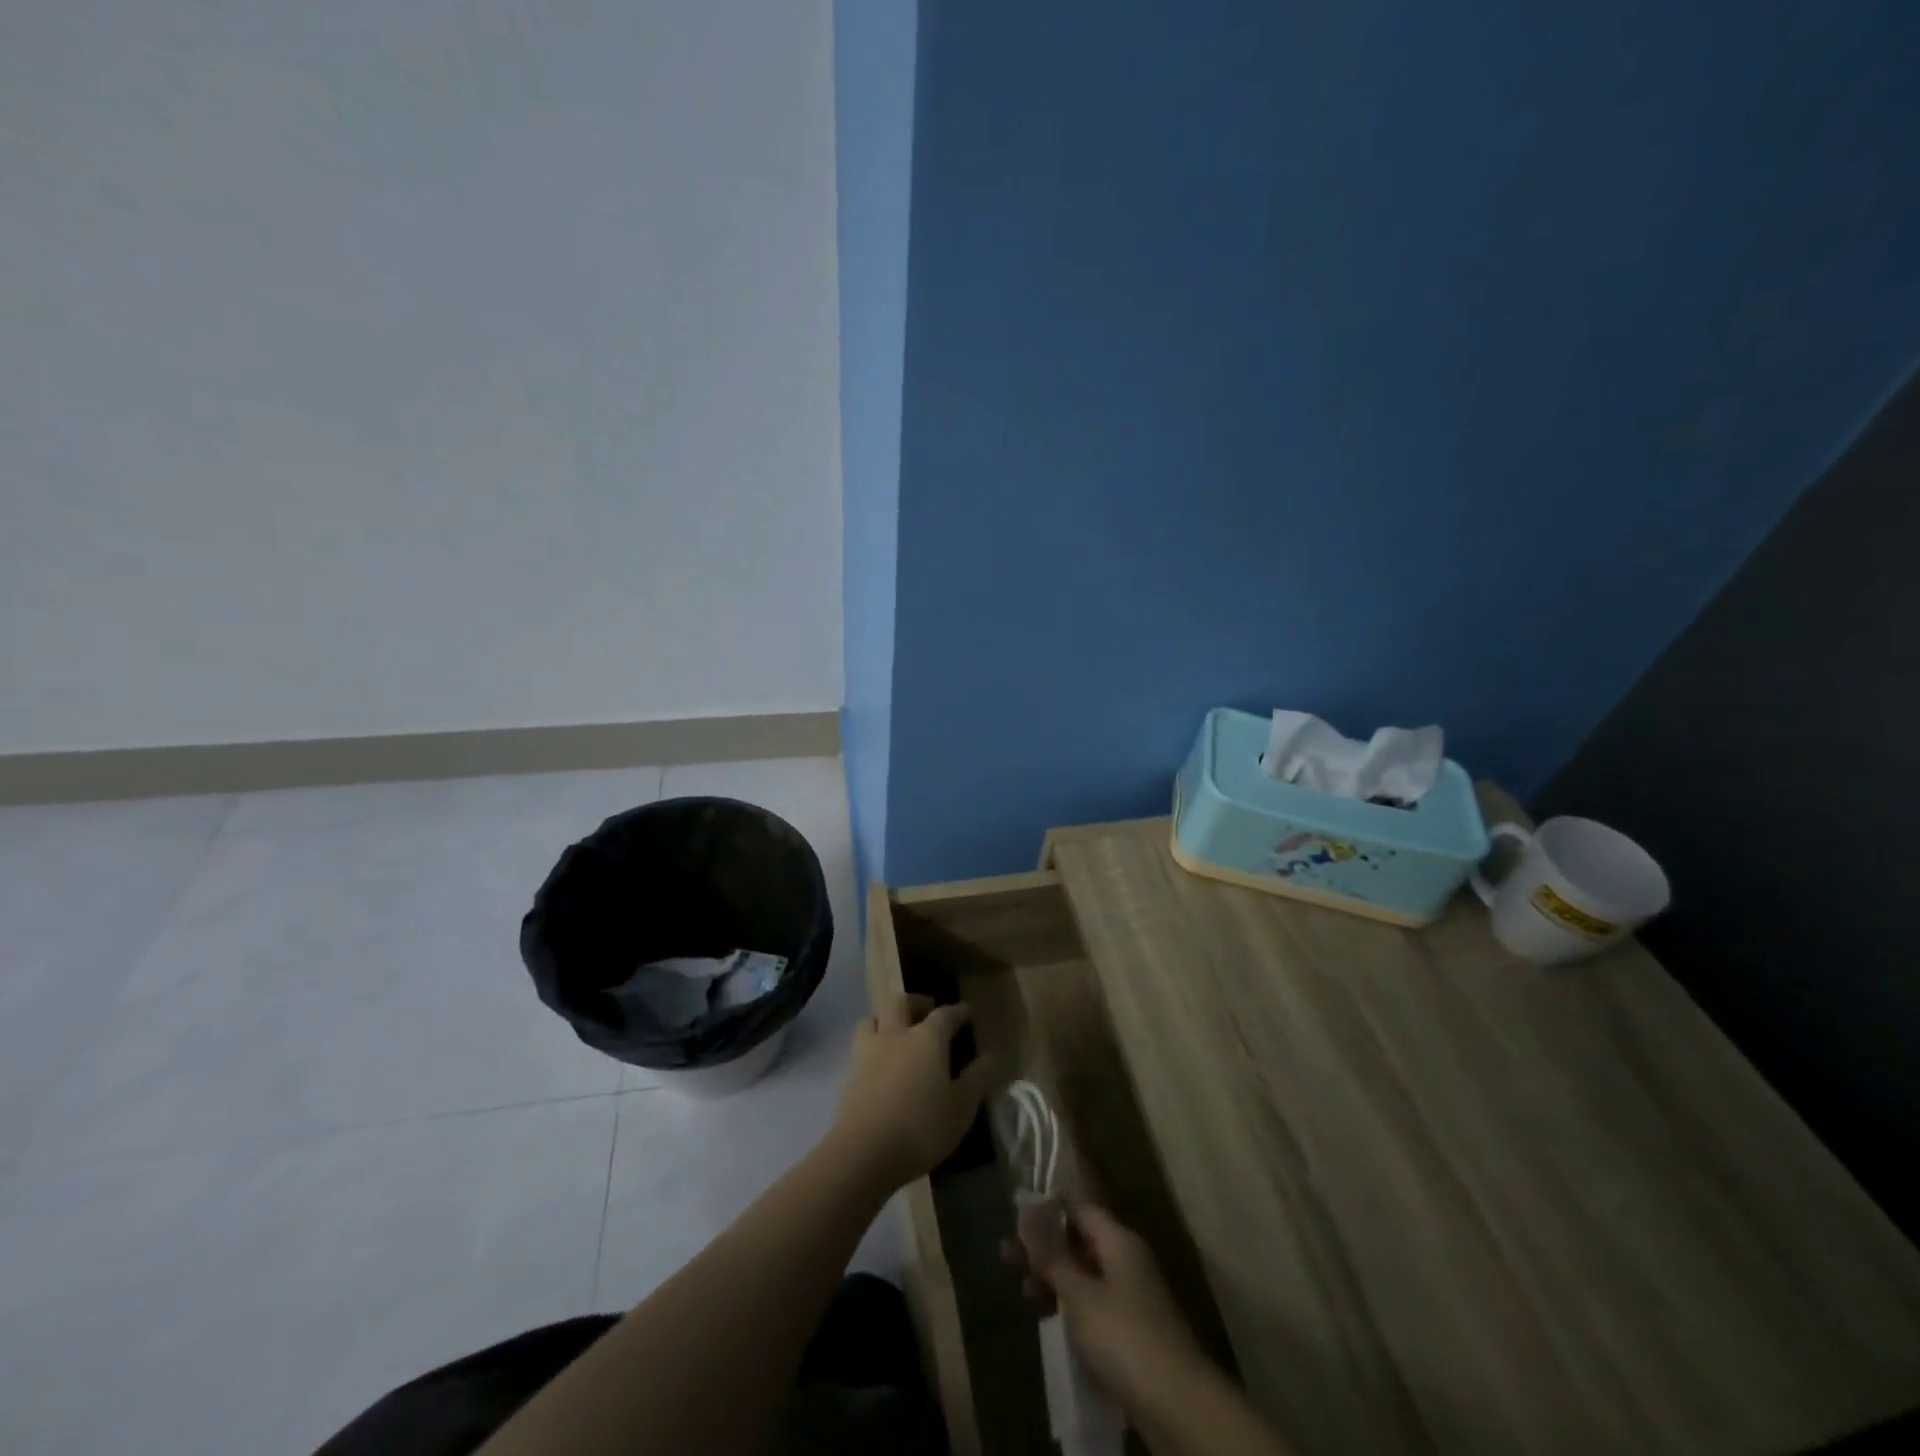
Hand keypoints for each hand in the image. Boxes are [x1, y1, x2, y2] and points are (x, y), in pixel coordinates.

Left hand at [831, 994, 996, 1189]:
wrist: (864, 1152)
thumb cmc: (921, 1126)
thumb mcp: (961, 1107)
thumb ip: (978, 1078)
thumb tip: (994, 1056)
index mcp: (927, 1038)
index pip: (945, 1014)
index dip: (958, 1011)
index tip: (967, 1011)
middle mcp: (896, 1035)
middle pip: (900, 1002)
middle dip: (915, 1002)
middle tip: (927, 1011)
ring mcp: (868, 1052)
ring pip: (873, 1018)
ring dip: (886, 1018)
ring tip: (896, 1031)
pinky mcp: (849, 1074)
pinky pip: (860, 1047)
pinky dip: (871, 1046)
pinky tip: (878, 1063)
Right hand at [1005, 1203, 1207, 1410]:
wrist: (1177, 1404)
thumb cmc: (1123, 1335)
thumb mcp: (1079, 1293)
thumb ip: (1051, 1254)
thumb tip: (1027, 1212)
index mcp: (1119, 1240)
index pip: (1079, 1209)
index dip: (1048, 1210)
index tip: (1016, 1220)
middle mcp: (1127, 1260)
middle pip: (1080, 1241)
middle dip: (1045, 1248)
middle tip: (1007, 1257)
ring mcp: (1133, 1296)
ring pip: (1086, 1275)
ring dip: (1055, 1279)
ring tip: (1024, 1292)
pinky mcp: (1133, 1331)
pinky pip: (1095, 1304)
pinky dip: (1072, 1306)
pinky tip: (1051, 1320)